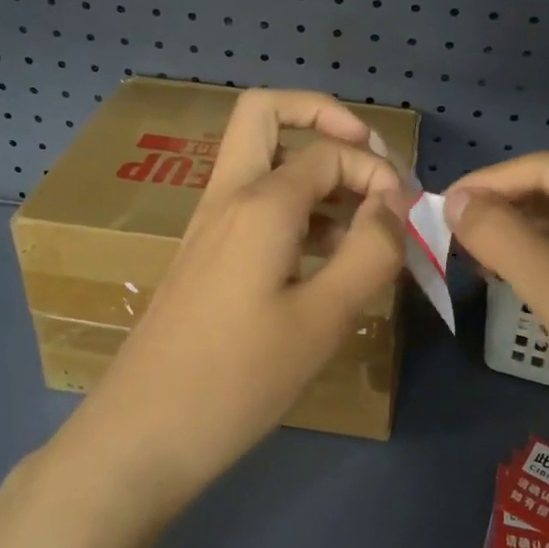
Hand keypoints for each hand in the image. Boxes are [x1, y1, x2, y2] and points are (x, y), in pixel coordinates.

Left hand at [58, 89, 407, 516]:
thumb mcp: (323, 319)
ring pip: (261, 157)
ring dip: (312, 165)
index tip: (405, 215)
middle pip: (266, 113)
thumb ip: (370, 252)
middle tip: (366, 156)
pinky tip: (328, 254)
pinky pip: (255, 202)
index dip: (377, 170)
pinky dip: (296, 205)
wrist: (142, 434)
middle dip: (323, 118)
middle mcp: (230, 196)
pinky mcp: (207, 253)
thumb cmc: (237, 379)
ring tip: (361, 215)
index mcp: (260, 202)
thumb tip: (394, 204)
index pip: (331, 152)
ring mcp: (211, 223)